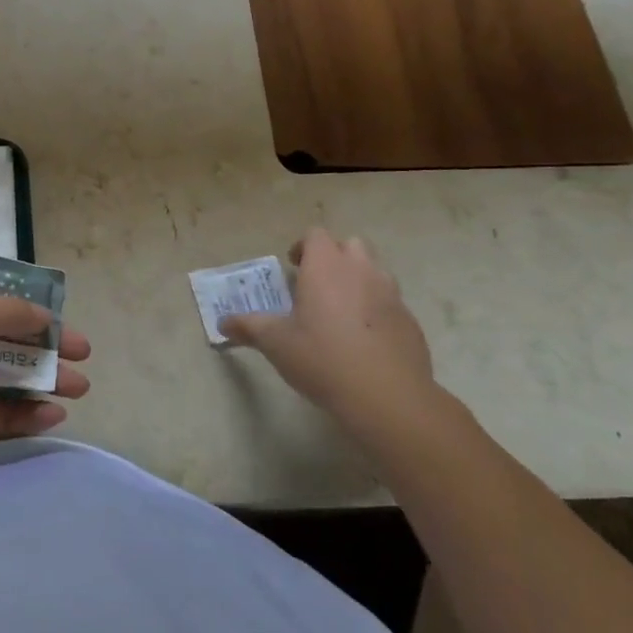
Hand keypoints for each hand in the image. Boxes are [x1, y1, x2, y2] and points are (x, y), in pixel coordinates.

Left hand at [0, 264, 91, 485]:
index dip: (27, 293)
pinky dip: (28, 413)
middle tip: (83, 354)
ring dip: (46, 378)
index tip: (60, 306)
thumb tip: (45, 315)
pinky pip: (1, 413)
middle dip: (48, 341)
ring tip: (80, 389)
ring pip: (12, 375)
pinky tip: (51, 415)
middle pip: (11, 333)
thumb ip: (8, 313)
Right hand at [219, 228, 438, 455]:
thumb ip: (248, 327)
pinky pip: (391, 303)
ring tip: (342, 310)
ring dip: (359, 280)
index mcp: (326, 266)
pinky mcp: (410, 321)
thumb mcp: (275, 343)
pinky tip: (365, 340)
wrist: (387, 398)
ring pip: (375, 271)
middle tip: (317, 284)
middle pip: (351, 245)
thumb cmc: (322, 358)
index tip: (293, 267)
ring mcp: (391, 294)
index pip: (316, 235)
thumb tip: (222, 323)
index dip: (303, 247)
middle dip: (335, 257)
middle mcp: (361, 270)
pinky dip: (377, 310)